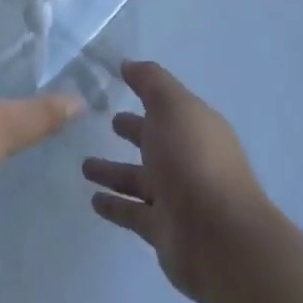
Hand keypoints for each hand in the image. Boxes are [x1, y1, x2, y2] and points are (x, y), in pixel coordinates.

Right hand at [84, 61, 269, 302]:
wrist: (218, 238)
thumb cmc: (194, 160)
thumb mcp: (173, 107)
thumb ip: (150, 82)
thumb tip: (128, 64)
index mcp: (195, 128)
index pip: (167, 106)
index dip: (146, 94)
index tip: (118, 83)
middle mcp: (188, 160)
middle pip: (155, 142)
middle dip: (133, 131)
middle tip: (105, 123)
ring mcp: (177, 198)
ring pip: (139, 179)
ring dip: (114, 172)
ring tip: (84, 166)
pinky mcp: (164, 230)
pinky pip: (133, 213)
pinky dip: (115, 206)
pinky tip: (93, 201)